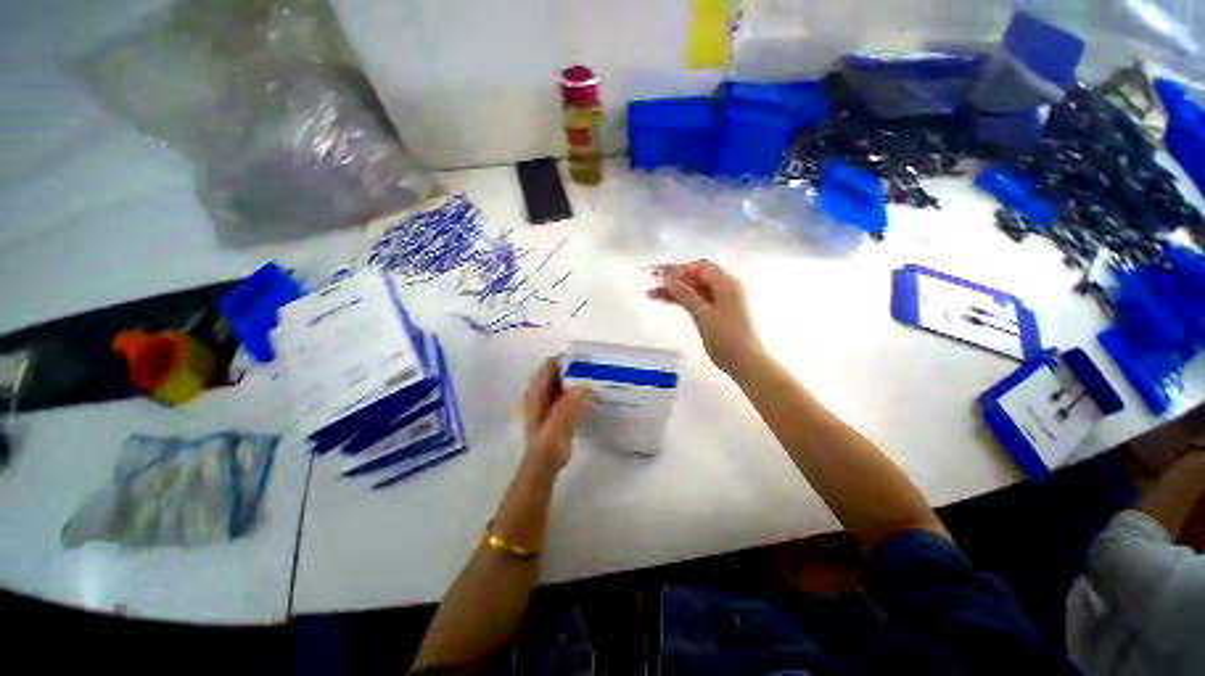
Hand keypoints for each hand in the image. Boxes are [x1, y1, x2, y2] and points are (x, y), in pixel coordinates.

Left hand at [522, 358, 587, 473]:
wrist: (544, 466)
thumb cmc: (548, 447)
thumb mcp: (557, 426)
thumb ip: (568, 406)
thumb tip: (584, 386)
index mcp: (536, 392)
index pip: (551, 365)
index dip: (567, 360)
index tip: (588, 360)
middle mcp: (540, 391)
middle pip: (558, 371)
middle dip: (575, 367)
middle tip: (597, 368)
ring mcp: (548, 399)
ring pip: (564, 380)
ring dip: (578, 378)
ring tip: (598, 377)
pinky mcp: (556, 408)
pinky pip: (568, 391)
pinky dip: (578, 389)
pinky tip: (592, 393)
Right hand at [648, 260, 763, 374]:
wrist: (744, 362)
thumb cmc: (725, 337)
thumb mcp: (703, 314)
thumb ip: (686, 294)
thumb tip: (668, 279)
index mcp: (726, 284)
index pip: (700, 267)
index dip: (680, 269)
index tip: (662, 277)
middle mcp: (724, 288)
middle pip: (696, 276)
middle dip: (674, 278)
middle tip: (653, 279)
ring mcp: (721, 300)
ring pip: (694, 289)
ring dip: (675, 290)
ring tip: (653, 294)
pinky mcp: (716, 312)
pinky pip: (697, 299)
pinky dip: (683, 299)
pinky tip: (667, 300)